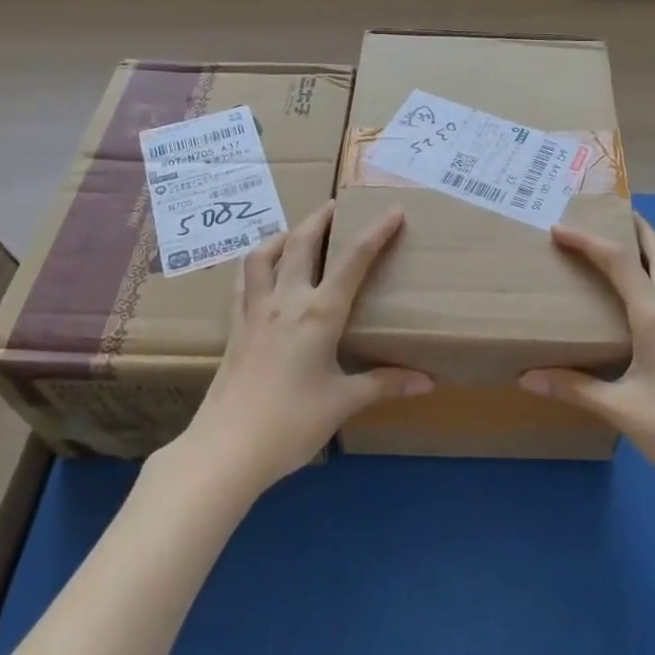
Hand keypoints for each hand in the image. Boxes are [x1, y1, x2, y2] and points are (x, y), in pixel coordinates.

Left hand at [176, 201, 431, 494]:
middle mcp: (286, 300)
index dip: (376, 232)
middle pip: (303, 243)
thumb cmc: (291, 424)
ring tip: (298, 233)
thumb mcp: (344, 403)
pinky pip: (244, 281)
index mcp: (319, 313)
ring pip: (264, 255)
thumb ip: (385, 384)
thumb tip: (428, 381)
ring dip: (284, 235)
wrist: (226, 448)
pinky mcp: (235, 327)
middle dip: (322, 218)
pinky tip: (263, 270)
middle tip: (337, 205)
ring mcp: (254, 311)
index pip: (354, 261)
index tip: (393, 210)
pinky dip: (257, 264)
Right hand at [520, 213, 654, 502]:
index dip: (589, 242)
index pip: (621, 263)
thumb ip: (574, 388)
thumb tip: (527, 377)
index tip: (559, 230)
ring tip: (623, 247)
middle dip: (637, 229)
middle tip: (610, 214)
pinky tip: (642, 300)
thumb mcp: (620, 409)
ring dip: (650, 252)